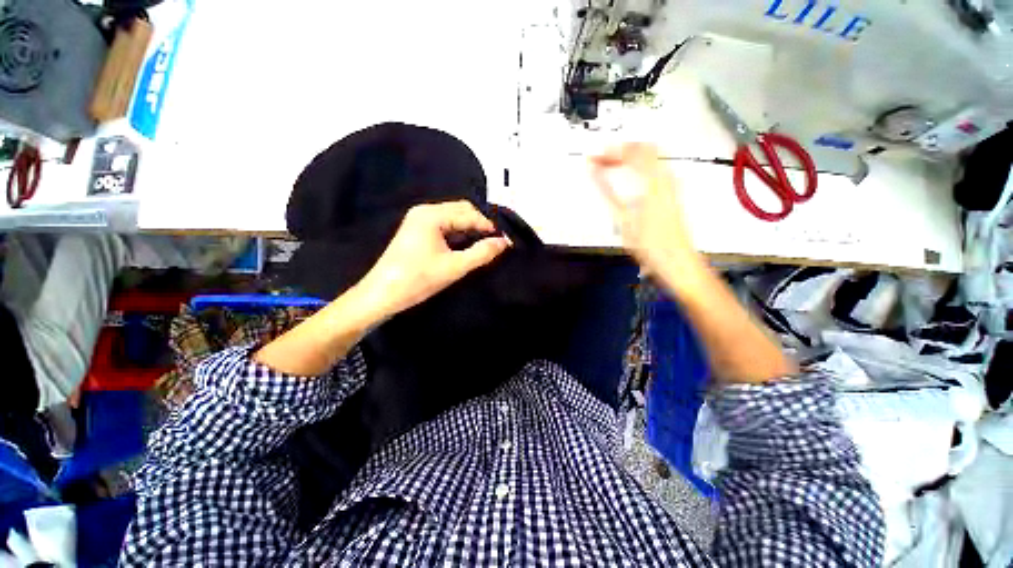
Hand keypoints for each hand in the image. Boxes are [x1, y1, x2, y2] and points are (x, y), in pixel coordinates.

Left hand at [357, 201, 510, 318]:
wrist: (382, 295)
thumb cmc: (418, 280)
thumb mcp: (454, 267)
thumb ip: (482, 253)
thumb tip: (504, 242)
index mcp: (432, 215)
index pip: (469, 214)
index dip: (489, 226)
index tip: (505, 241)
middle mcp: (425, 211)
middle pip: (461, 210)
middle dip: (480, 225)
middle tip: (495, 242)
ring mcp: (419, 220)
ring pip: (453, 218)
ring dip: (470, 229)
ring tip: (484, 245)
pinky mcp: (417, 231)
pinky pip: (444, 226)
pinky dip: (458, 234)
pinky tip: (466, 246)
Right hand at [590, 143, 700, 278]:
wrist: (677, 262)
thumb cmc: (649, 244)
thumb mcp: (623, 219)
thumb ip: (607, 191)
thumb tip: (593, 171)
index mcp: (652, 182)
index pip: (632, 152)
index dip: (611, 151)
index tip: (594, 156)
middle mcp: (665, 178)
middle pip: (644, 149)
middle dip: (620, 150)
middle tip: (601, 159)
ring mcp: (671, 184)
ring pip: (651, 157)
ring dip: (629, 158)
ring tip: (610, 166)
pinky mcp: (672, 193)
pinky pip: (654, 169)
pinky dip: (638, 168)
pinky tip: (627, 178)